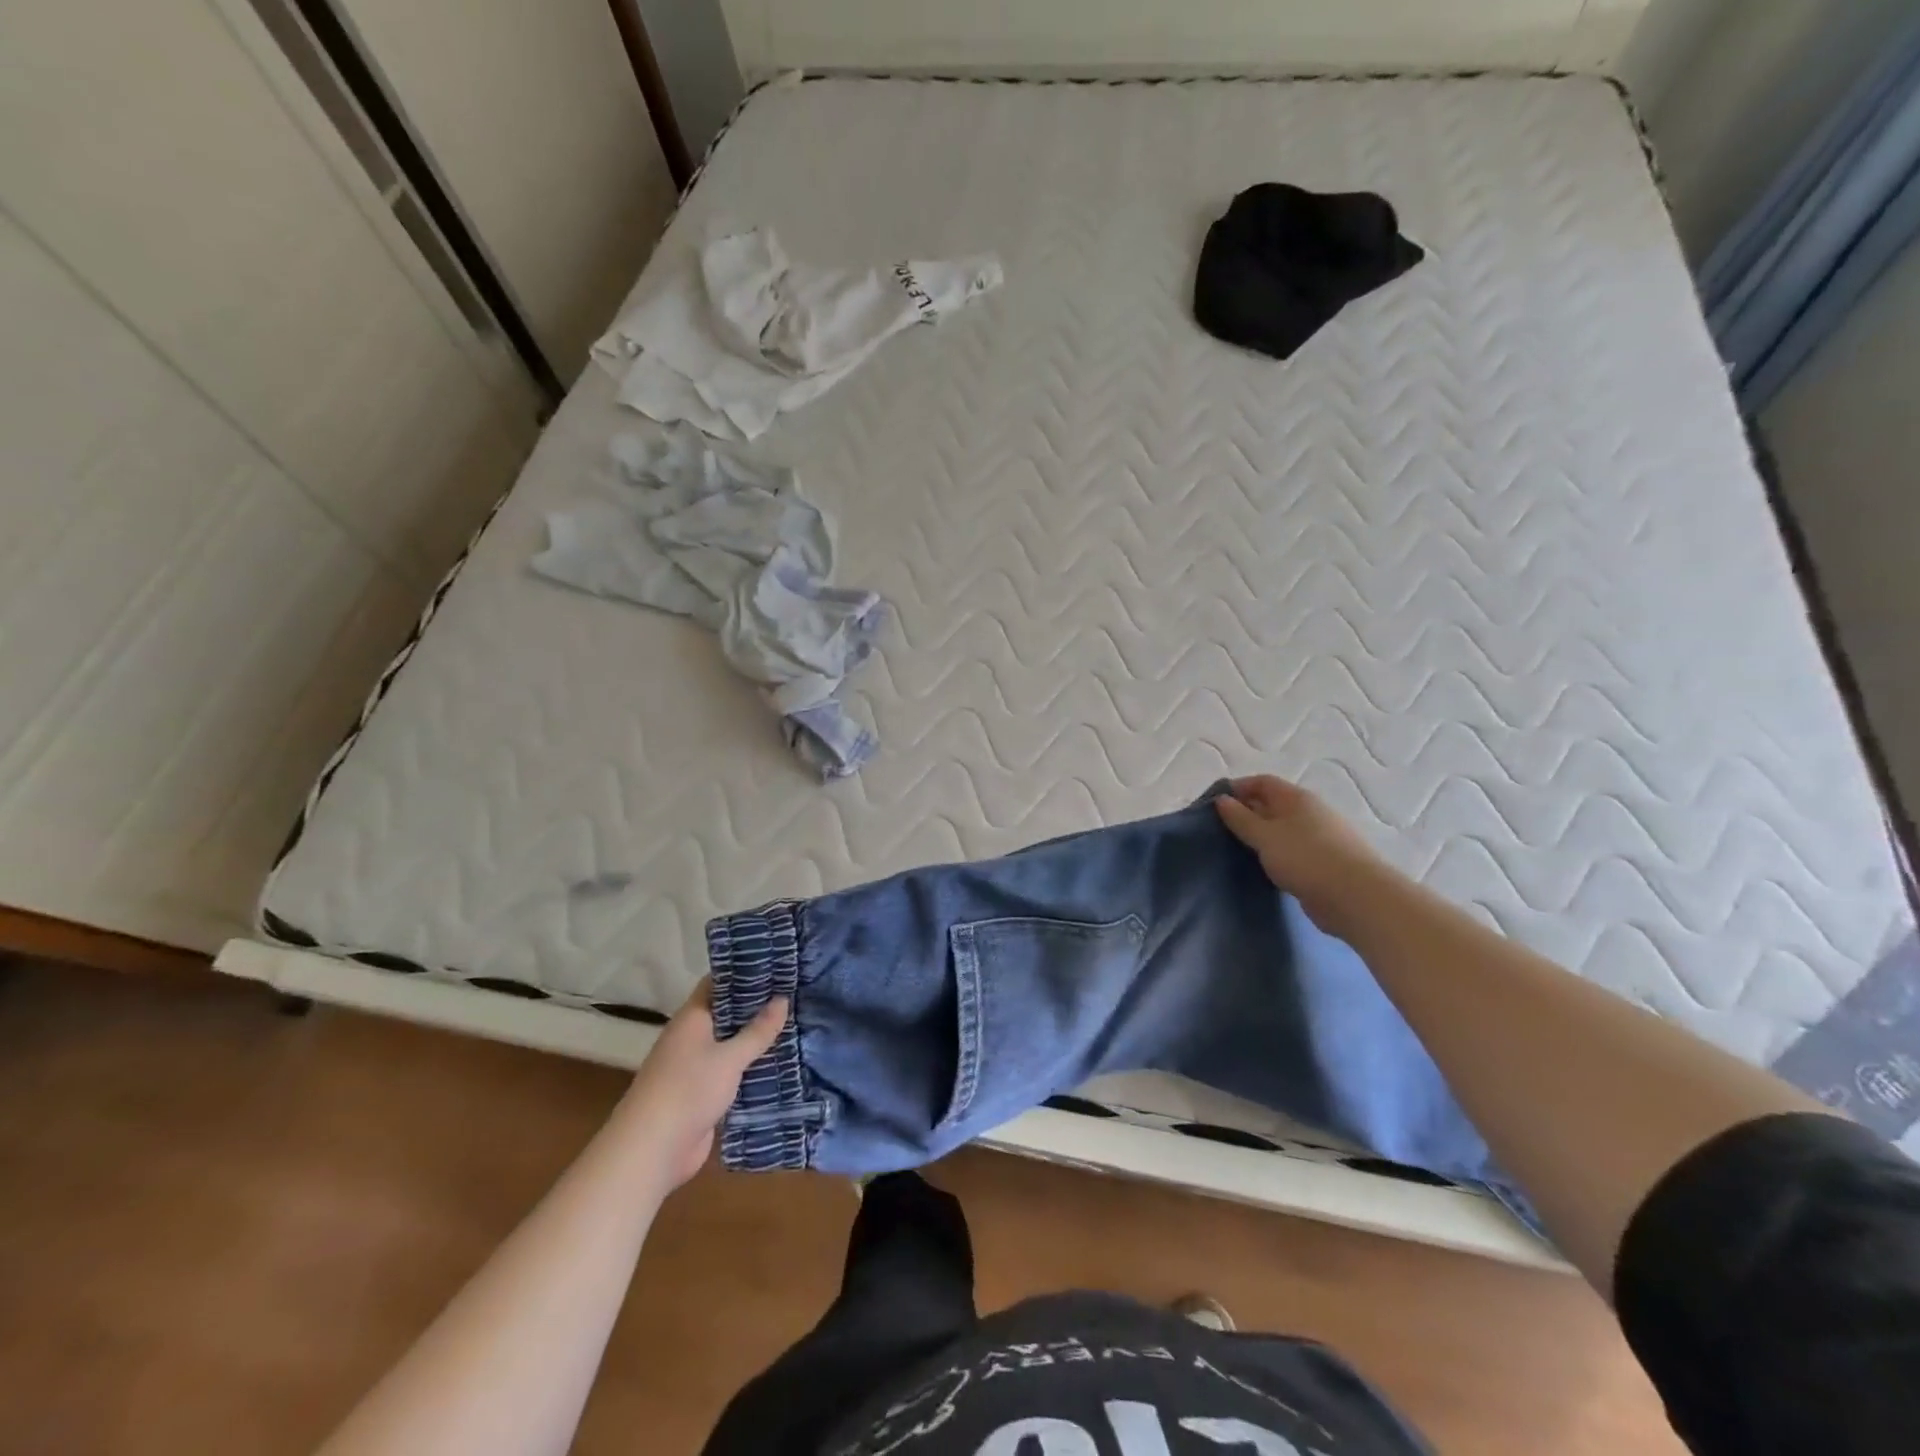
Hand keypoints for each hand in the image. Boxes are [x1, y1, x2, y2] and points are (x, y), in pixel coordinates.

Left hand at [616, 979, 788, 1190]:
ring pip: (731, 1044)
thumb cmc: (688, 1090)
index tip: (776, 965)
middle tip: (795, 993)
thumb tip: (783, 998)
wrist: (651, 1151)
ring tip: (796, 1023)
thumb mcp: (729, 1058)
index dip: (744, 972)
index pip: (718, 983)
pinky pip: (731, 1072)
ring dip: (756, 1039)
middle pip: (727, 1013)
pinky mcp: (703, 1094)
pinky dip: (751, 1067)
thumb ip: (757, 1030)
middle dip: (757, 1006)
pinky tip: (779, 1062)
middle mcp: (692, 1037)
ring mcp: (696, 1067)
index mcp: (692, 1018)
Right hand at [1214, 774, 1387, 935]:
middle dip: (1248, 812)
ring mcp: (1322, 838)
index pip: (1263, 782)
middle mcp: (1311, 812)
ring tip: (1240, 850)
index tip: (1215, 803)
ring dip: (1263, 836)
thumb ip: (1240, 818)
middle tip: (1222, 829)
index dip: (1238, 788)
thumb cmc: (1305, 858)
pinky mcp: (1327, 863)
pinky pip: (1295, 851)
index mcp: (1297, 799)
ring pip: (1284, 830)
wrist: (1356, 897)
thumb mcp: (1264, 836)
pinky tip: (1266, 868)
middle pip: (1274, 804)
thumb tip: (1222, 799)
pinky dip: (1277, 855)